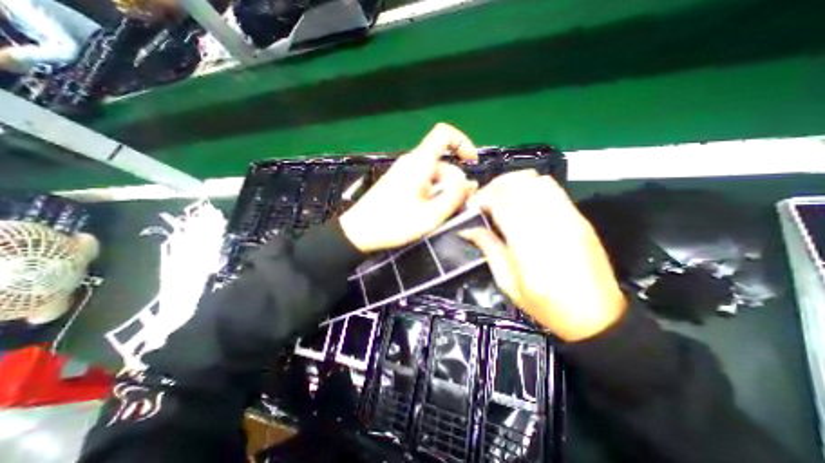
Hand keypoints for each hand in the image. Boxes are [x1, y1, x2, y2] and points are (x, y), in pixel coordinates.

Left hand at [340, 123, 481, 251]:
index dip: (462, 142)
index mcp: (419, 163)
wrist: (358, 233)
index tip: (471, 163)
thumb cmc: (394, 223)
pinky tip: (429, 212)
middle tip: (456, 207)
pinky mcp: (398, 183)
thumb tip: (470, 183)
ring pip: (433, 175)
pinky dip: (432, 194)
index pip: (443, 134)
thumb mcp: (431, 215)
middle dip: (454, 183)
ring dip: (443, 192)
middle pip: (441, 163)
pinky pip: (423, 182)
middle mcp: (411, 162)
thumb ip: (454, 197)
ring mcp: (403, 173)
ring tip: (441, 214)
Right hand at [462, 171, 629, 342]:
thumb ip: (488, 249)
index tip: (471, 207)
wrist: (597, 317)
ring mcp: (568, 219)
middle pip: (518, 185)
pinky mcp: (579, 218)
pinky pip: (551, 188)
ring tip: (500, 197)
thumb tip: (468, 230)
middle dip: (494, 187)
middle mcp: (550, 226)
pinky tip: (521, 200)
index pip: (501, 203)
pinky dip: (530, 186)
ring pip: (535, 180)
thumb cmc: (548, 306)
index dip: (482, 199)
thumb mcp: (508, 284)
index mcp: (529, 247)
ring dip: (512, 183)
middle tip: (482, 200)